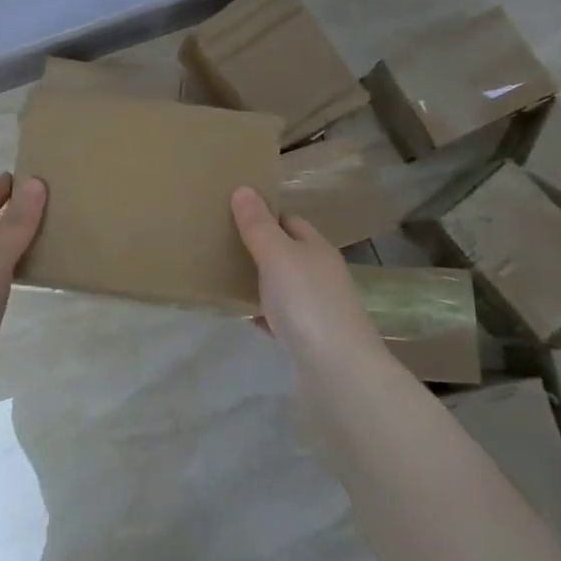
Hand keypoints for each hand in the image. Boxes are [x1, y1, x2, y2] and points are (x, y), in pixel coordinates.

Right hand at [231, 186, 380, 357]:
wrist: (339, 372)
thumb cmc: (307, 303)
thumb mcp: (277, 256)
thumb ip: (259, 225)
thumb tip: (244, 188)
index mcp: (317, 248)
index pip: (290, 221)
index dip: (264, 215)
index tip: (233, 215)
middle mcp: (323, 274)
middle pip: (289, 253)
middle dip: (260, 248)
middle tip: (222, 246)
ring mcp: (320, 308)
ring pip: (285, 286)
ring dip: (261, 282)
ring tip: (227, 279)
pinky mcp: (313, 339)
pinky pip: (284, 318)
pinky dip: (266, 314)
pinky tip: (248, 318)